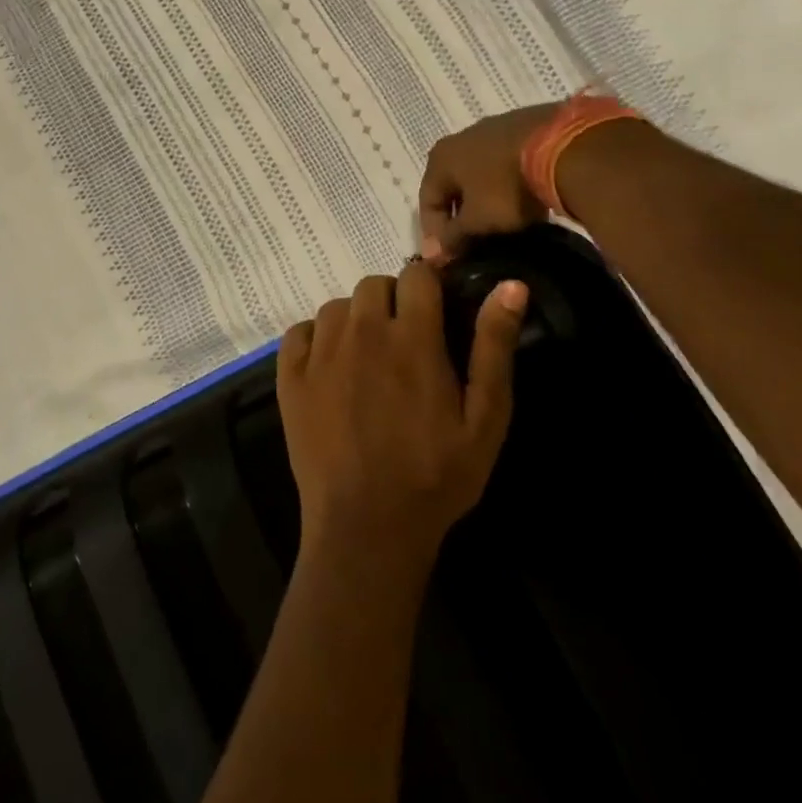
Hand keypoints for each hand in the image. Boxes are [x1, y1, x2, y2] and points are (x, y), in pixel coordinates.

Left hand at [277, 262, 528, 579]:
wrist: (366, 528)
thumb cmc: (435, 477)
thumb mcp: (485, 419)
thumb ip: (494, 347)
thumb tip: (511, 285)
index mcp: (412, 337)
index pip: (416, 275)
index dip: (428, 286)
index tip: (434, 309)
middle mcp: (362, 332)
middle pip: (374, 284)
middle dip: (393, 302)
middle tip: (404, 341)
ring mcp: (321, 353)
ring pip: (337, 306)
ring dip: (355, 320)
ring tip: (368, 358)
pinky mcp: (290, 377)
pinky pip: (300, 332)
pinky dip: (315, 339)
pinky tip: (330, 368)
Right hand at [418, 102, 561, 262]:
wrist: (565, 147)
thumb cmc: (507, 187)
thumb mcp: (477, 221)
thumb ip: (453, 237)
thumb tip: (436, 253)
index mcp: (440, 158)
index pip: (427, 202)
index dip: (434, 234)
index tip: (449, 258)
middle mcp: (461, 138)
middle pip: (453, 186)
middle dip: (461, 216)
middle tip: (473, 243)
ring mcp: (495, 129)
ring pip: (481, 174)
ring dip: (486, 199)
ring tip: (503, 225)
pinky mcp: (526, 127)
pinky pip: (508, 164)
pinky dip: (509, 185)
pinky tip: (525, 201)